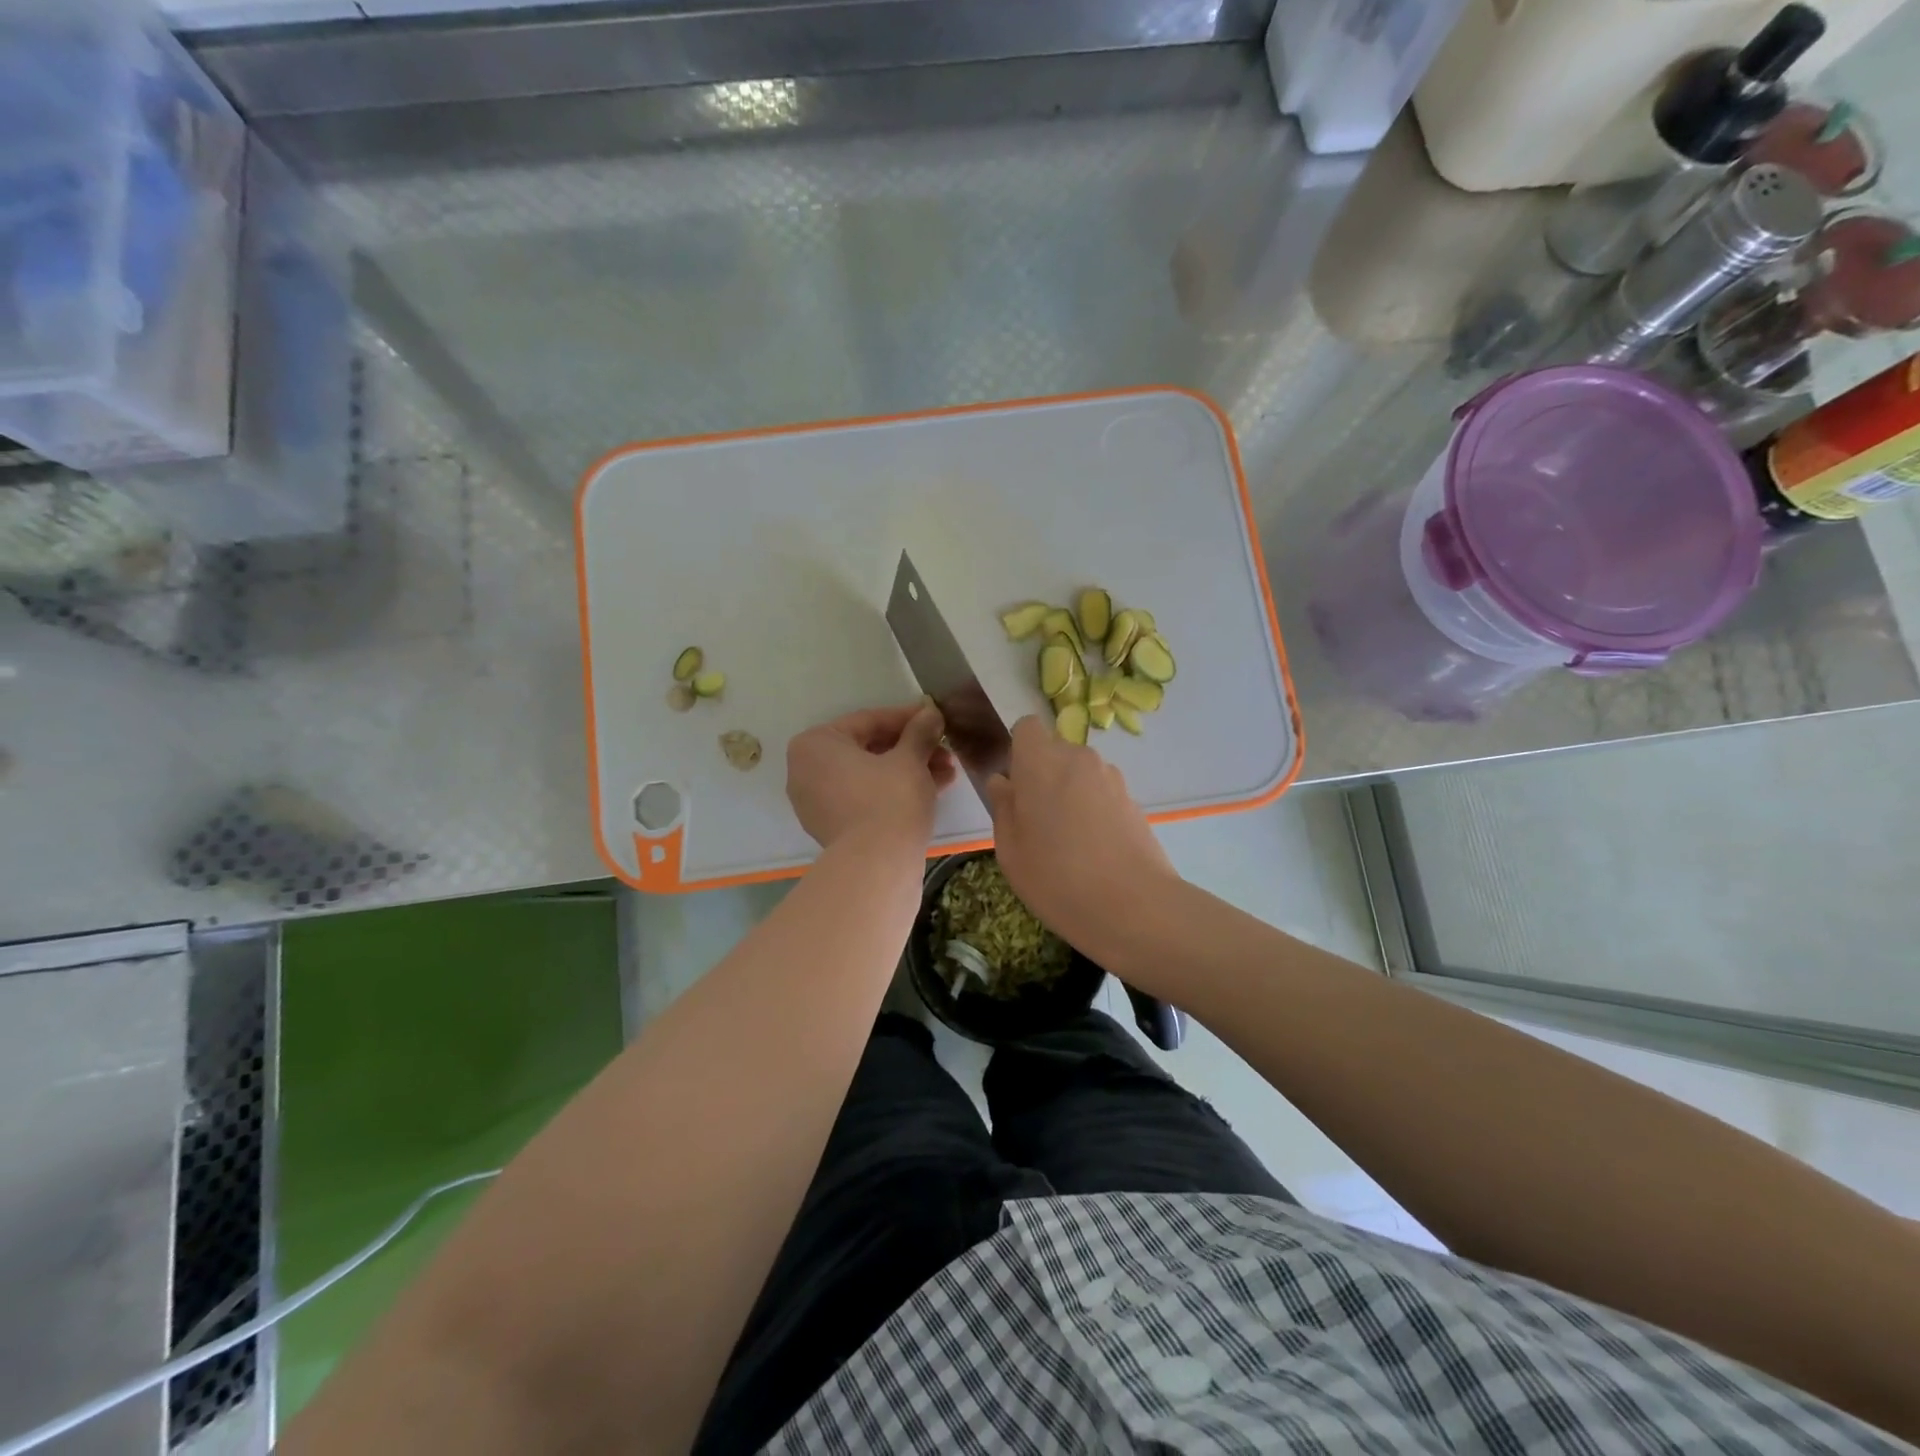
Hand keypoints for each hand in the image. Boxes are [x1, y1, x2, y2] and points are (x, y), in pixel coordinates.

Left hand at [787, 702, 955, 851]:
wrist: (877, 866)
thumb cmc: (889, 799)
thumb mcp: (910, 759)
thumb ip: (919, 732)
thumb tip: (931, 712)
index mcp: (816, 744)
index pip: (869, 721)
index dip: (908, 719)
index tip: (936, 719)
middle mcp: (807, 770)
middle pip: (868, 749)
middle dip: (911, 749)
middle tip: (944, 750)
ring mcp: (817, 802)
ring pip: (870, 776)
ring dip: (909, 770)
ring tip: (947, 772)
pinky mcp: (832, 828)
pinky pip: (865, 798)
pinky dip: (894, 791)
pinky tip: (934, 790)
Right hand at [984, 715, 1177, 955]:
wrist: (1134, 906)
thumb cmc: (1057, 878)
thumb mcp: (1010, 850)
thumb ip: (1003, 807)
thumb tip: (1002, 782)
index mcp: (1041, 762)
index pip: (1027, 727)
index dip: (1018, 751)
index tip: (1015, 786)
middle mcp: (1078, 758)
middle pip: (1054, 751)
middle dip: (1043, 776)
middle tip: (1036, 823)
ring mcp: (1111, 777)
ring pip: (1079, 773)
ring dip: (1069, 793)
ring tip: (1067, 842)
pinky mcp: (1133, 799)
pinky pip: (1101, 793)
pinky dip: (1093, 810)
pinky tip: (1093, 850)